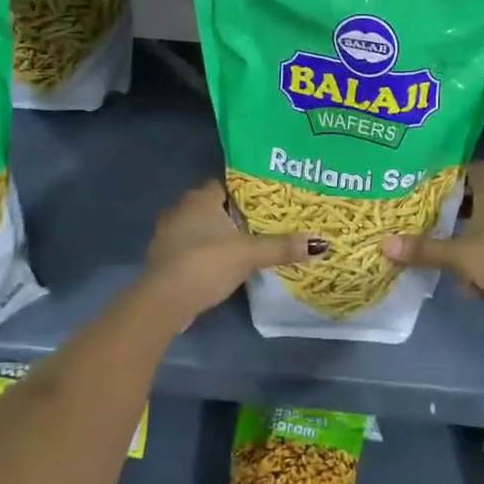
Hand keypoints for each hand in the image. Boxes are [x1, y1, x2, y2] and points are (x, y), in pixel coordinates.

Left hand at [140, 179, 324, 321]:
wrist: (165, 300)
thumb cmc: (207, 263)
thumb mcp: (250, 254)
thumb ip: (282, 246)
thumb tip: (321, 243)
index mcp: (200, 198)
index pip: (224, 184)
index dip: (243, 191)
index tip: (264, 201)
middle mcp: (180, 208)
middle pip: (211, 205)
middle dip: (231, 213)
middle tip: (258, 223)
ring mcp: (167, 233)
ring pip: (197, 227)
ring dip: (214, 234)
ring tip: (242, 244)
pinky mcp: (162, 258)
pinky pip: (188, 246)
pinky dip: (202, 252)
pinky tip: (218, 264)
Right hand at [384, 162, 483, 340]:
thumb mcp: (460, 255)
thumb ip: (424, 250)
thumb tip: (384, 244)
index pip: (474, 169)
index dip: (451, 166)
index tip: (424, 169)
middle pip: (470, 198)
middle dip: (444, 200)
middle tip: (413, 201)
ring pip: (474, 226)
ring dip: (452, 230)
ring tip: (420, 230)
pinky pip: (479, 252)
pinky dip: (462, 256)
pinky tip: (442, 265)